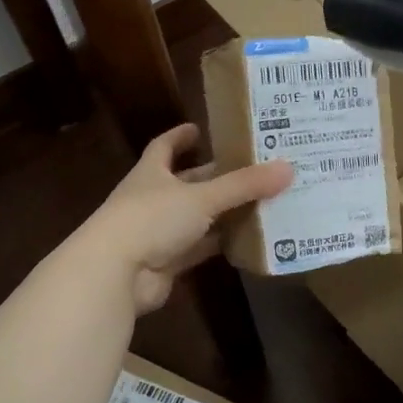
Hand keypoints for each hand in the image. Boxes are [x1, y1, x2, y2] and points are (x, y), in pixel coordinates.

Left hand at [79, 124, 292, 313]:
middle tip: (251, 169)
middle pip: (187, 184)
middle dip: (215, 177)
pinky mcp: (166, 263)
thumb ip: (244, 185)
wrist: (115, 274)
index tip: (198, 128)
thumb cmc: (152, 219)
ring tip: (260, 202)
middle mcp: (153, 199)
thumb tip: (288, 168)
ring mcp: (158, 233)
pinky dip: (219, 244)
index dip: (179, 137)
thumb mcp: (202, 197)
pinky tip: (247, 240)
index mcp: (152, 173)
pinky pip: (199, 249)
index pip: (164, 147)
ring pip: (197, 218)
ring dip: (222, 213)